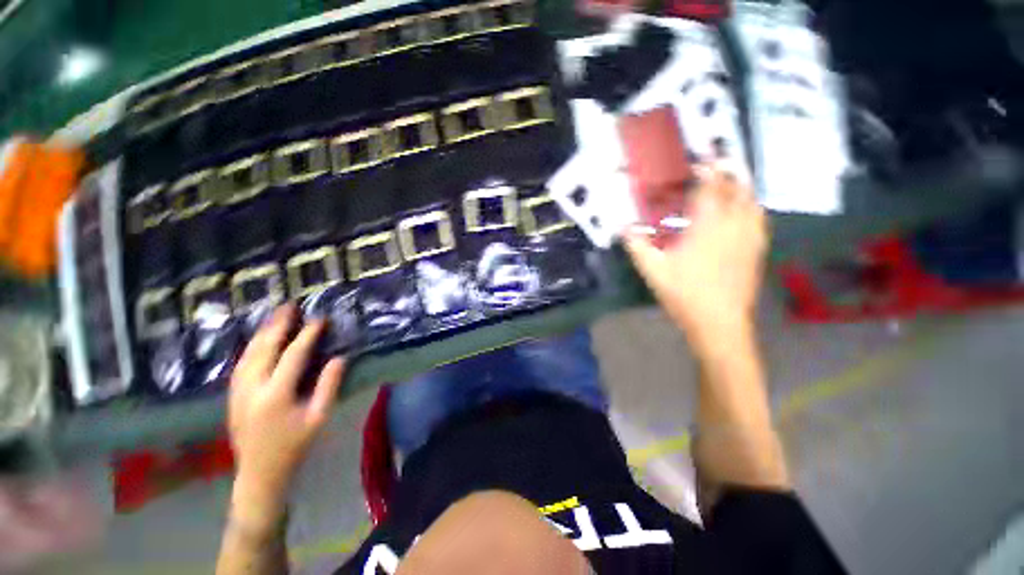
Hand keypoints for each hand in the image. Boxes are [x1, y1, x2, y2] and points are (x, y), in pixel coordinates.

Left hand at [227, 304, 344, 530]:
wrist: (259, 473)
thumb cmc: (294, 445)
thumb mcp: (318, 417)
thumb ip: (329, 386)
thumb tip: (339, 358)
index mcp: (275, 395)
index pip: (292, 356)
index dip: (307, 335)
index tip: (319, 319)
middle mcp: (251, 388)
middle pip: (264, 349)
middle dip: (277, 325)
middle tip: (290, 306)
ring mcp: (237, 391)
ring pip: (248, 354)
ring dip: (262, 333)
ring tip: (275, 316)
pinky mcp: (232, 395)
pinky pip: (241, 363)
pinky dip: (252, 346)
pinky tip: (260, 339)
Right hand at [625, 168, 767, 353]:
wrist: (719, 322)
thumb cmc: (683, 294)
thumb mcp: (653, 270)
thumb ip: (637, 245)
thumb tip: (623, 227)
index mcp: (706, 228)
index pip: (710, 189)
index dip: (707, 171)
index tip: (701, 160)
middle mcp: (732, 226)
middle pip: (736, 190)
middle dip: (728, 173)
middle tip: (718, 165)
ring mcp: (749, 238)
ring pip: (752, 202)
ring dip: (742, 189)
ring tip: (731, 184)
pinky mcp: (756, 251)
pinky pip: (759, 220)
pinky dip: (752, 207)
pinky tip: (745, 212)